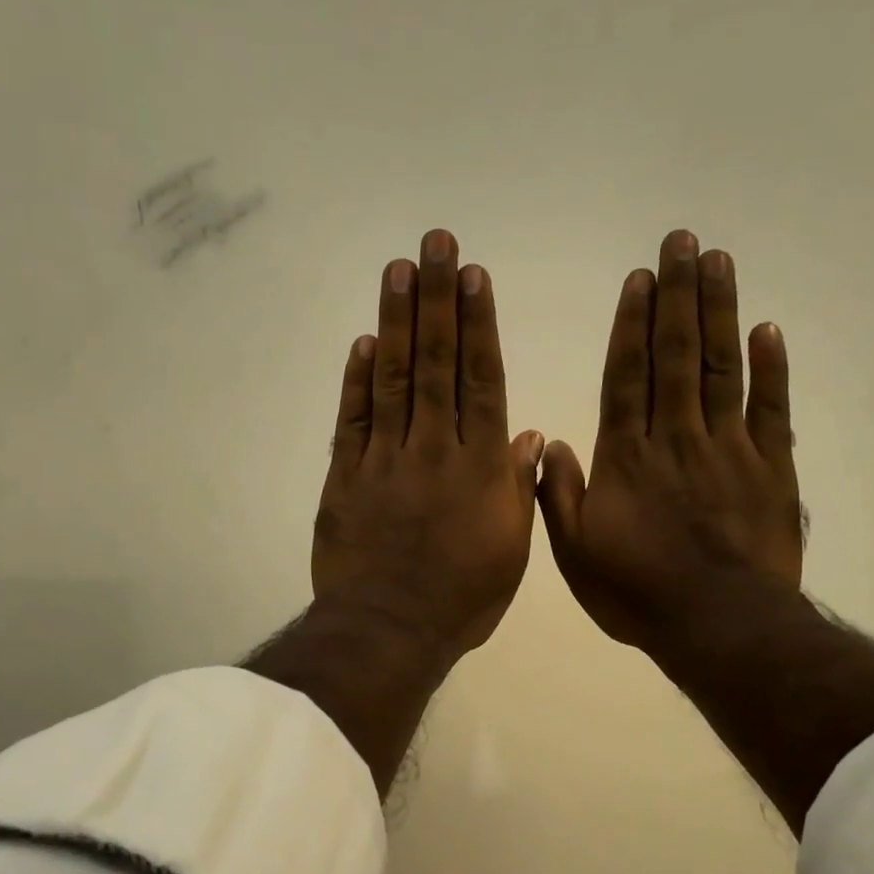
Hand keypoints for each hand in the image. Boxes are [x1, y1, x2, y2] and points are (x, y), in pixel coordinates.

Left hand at [312, 229, 544, 665]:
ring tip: (398, 270)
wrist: (390, 630)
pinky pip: (352, 421)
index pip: (482, 380)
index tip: (473, 277)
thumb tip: (528, 433)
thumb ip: (517, 487)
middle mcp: (434, 449)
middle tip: (433, 243)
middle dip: (436, 299)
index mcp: (481, 468)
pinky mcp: (345, 477)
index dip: (479, 325)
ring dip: (396, 322)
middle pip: (437, 364)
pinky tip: (363, 342)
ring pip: (393, 379)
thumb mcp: (511, 550)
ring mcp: (385, 460)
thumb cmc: (462, 599)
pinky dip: (357, 381)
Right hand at [538, 229, 801, 659]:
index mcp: (627, 459)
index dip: (632, 325)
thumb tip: (552, 444)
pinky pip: (771, 410)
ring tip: (718, 262)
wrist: (718, 625)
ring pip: (721, 369)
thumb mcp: (576, 555)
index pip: (627, 377)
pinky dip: (771, 369)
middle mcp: (676, 439)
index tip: (640, 278)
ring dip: (719, 313)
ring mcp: (729, 450)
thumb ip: (560, 497)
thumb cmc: (638, 593)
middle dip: (678, 296)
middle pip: (676, 357)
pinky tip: (766, 330)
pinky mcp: (772, 469)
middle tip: (683, 241)